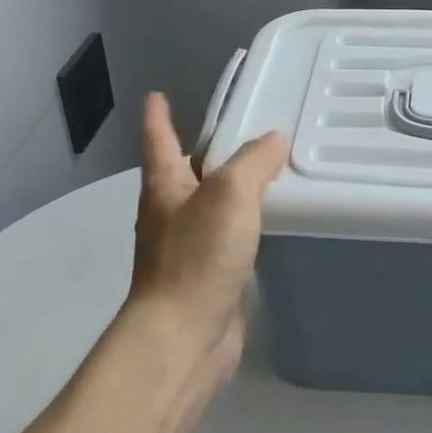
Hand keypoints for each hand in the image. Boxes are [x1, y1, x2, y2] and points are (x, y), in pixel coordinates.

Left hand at [126, 92, 287, 382]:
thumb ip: (254, 162)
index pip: (160, 140)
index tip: (157, 94)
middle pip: (188, 171)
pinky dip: (248, 222)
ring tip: (270, 168)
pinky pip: (231, 235)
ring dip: (234, 187)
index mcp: (165, 187)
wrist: (183, 338)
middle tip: (246, 128)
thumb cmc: (197, 257)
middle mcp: (171, 213)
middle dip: (209, 150)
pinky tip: (273, 220)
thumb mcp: (229, 195)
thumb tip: (274, 140)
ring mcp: (188, 247)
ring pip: (213, 204)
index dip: (159, 116)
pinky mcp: (210, 275)